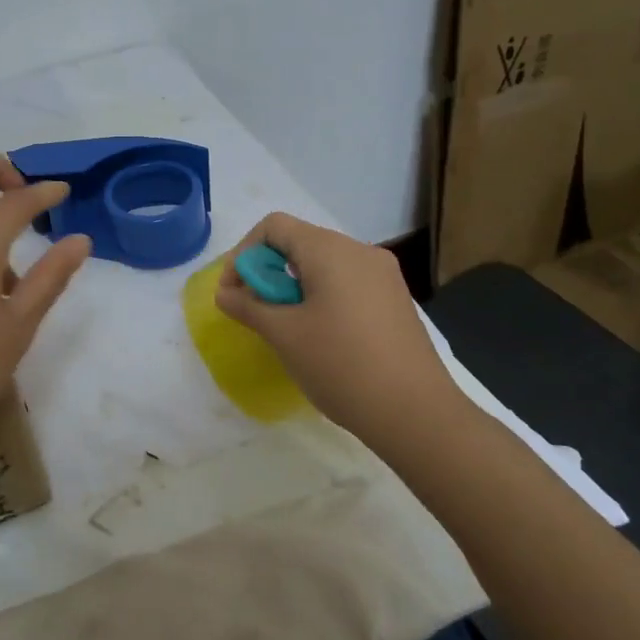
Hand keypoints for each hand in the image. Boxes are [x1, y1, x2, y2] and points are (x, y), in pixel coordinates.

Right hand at [215, 212, 464, 441]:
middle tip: (255, 312)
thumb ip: (248, 307)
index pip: (274, 226)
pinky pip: (346, 283)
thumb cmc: (341, 365)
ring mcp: (383, 276)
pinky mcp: (394, 300)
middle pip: (299, 242)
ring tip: (285, 327)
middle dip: (267, 271)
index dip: (244, 253)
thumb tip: (225, 294)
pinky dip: (320, 296)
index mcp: (331, 250)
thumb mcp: (283, 335)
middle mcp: (360, 252)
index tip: (235, 292)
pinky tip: (319, 336)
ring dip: (293, 286)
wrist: (415, 412)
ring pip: (323, 264)